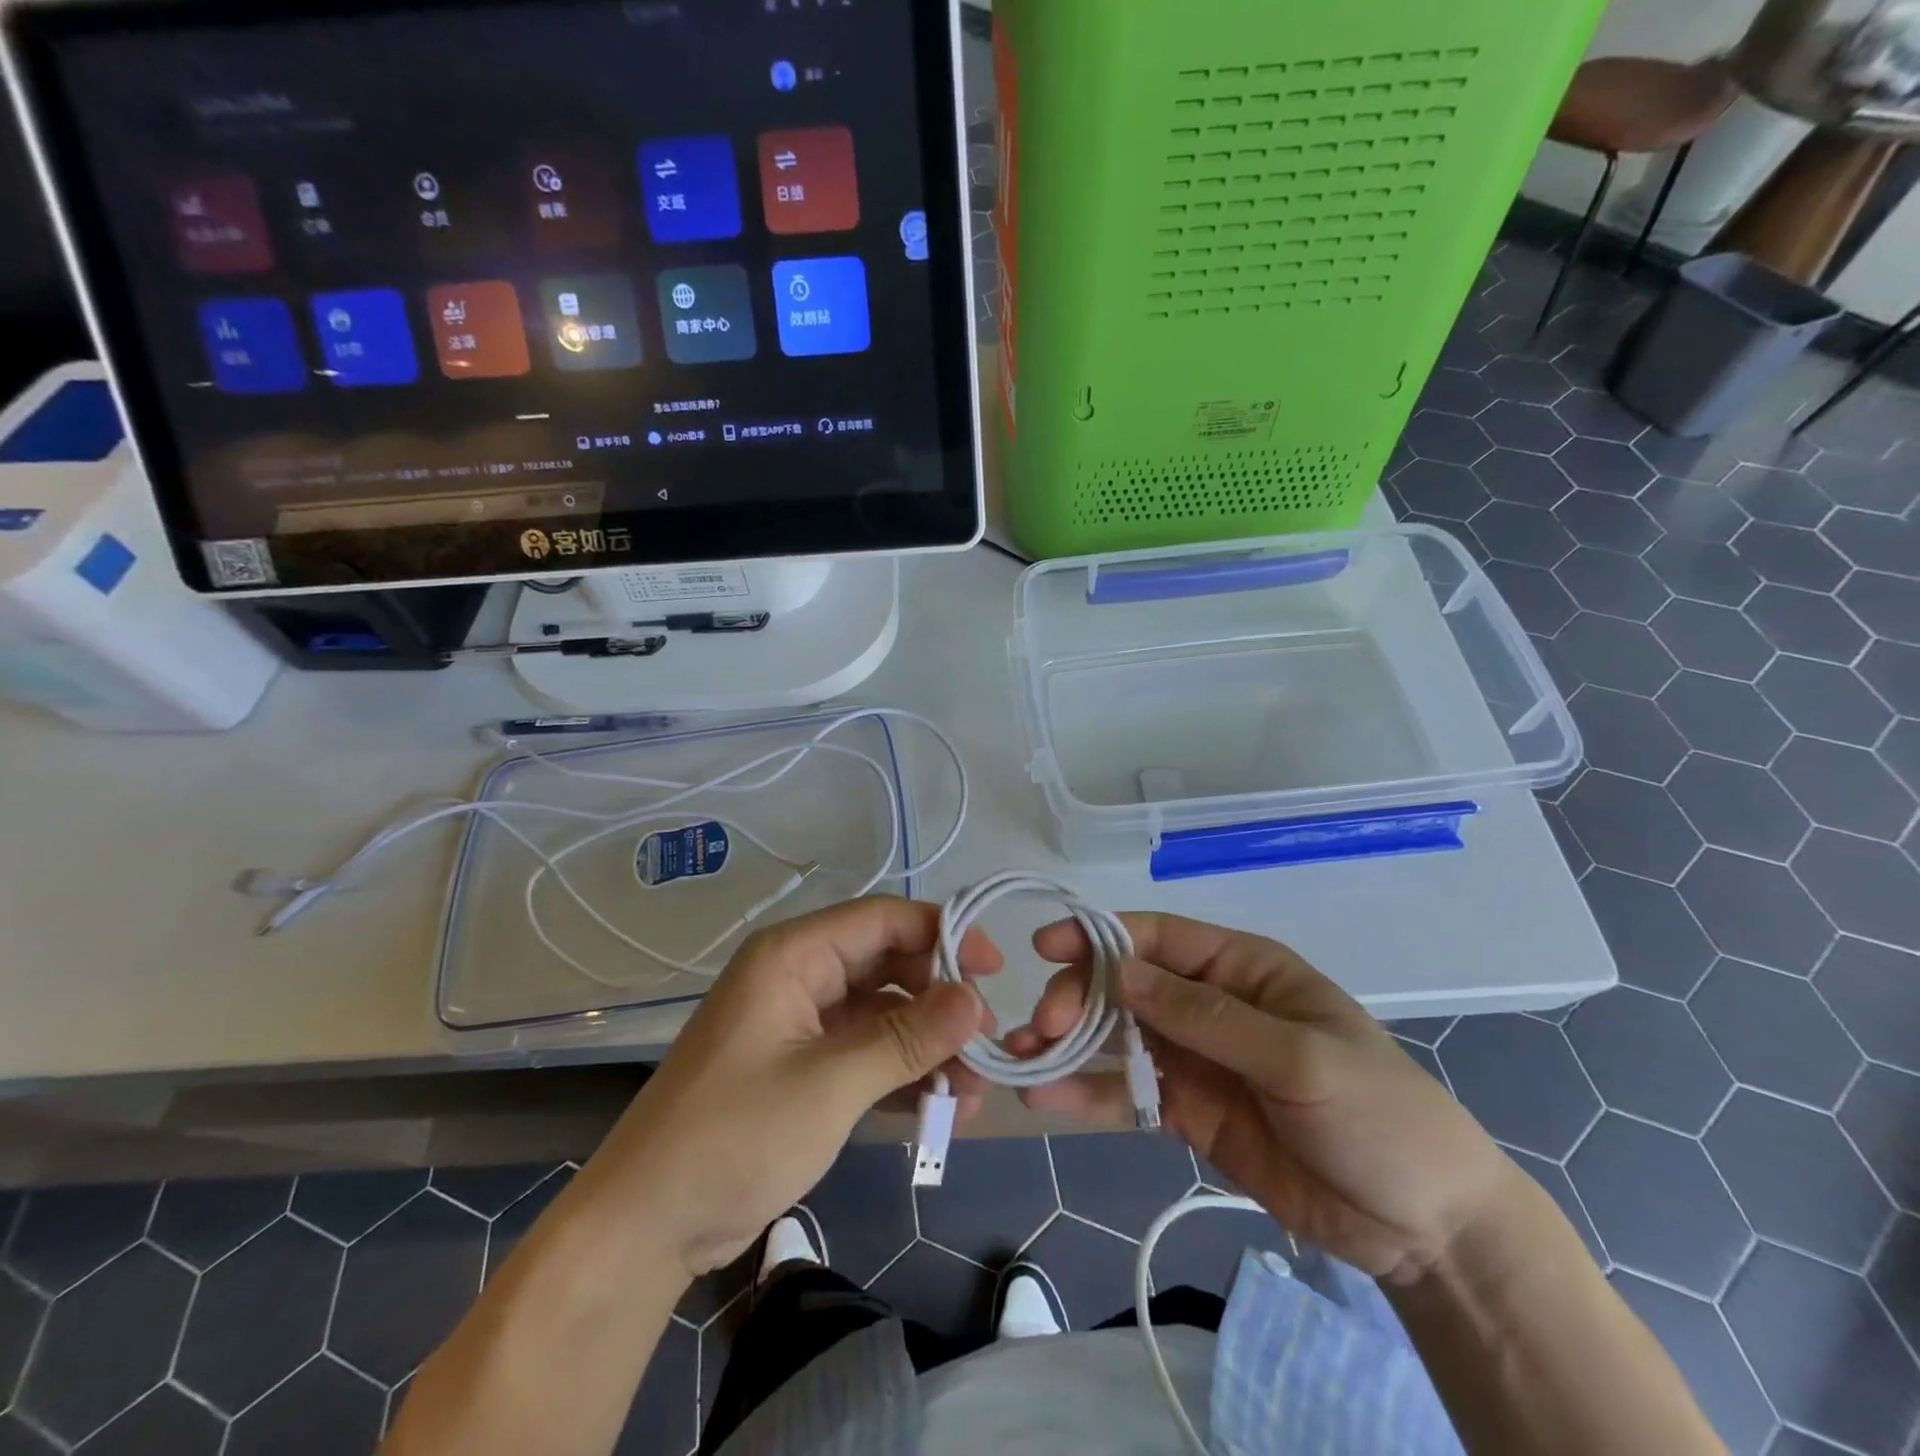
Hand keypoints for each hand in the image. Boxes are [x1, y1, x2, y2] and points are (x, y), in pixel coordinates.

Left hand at [581, 896, 1000, 1280]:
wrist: (646, 1226)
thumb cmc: (734, 1136)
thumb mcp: (831, 1084)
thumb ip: (907, 1038)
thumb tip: (977, 998)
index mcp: (794, 955)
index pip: (883, 919)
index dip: (943, 934)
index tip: (995, 970)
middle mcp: (800, 976)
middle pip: (889, 965)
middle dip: (941, 1001)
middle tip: (988, 1042)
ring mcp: (802, 1023)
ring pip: (884, 1013)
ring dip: (928, 1046)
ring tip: (973, 1092)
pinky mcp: (804, 1067)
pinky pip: (867, 1052)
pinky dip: (902, 1074)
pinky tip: (941, 1108)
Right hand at [1014, 913, 1508, 1284]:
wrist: (1424, 1227)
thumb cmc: (1377, 1116)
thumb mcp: (1300, 1059)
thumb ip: (1208, 1017)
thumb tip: (1121, 972)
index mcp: (1242, 969)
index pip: (1159, 938)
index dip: (1100, 936)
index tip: (1046, 949)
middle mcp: (1210, 1004)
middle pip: (1127, 985)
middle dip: (1079, 997)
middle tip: (1044, 1026)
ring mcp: (1195, 1058)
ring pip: (1118, 1037)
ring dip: (1070, 1043)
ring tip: (1022, 1057)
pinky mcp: (1187, 1111)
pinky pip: (1129, 1092)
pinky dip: (1088, 1092)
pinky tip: (1048, 1099)